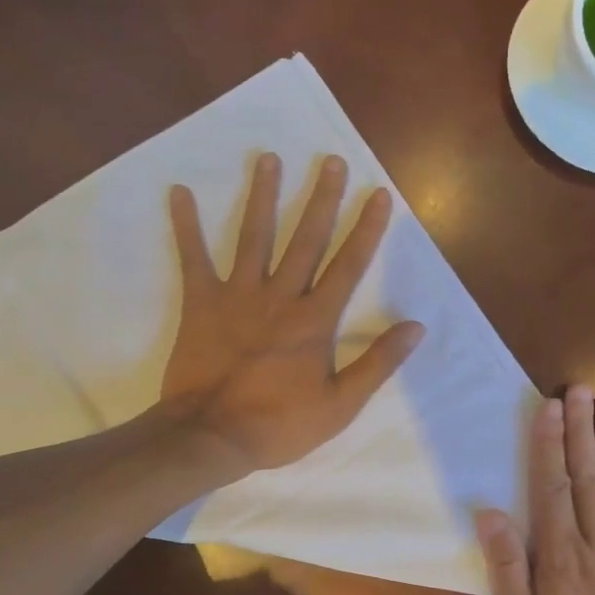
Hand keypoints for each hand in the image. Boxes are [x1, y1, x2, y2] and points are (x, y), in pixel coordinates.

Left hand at [162, 152, 424, 476]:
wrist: (212, 436)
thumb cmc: (279, 425)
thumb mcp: (340, 405)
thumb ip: (377, 362)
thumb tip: (415, 326)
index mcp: (315, 320)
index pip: (348, 265)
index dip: (366, 229)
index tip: (378, 194)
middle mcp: (280, 296)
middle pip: (305, 239)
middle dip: (321, 198)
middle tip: (330, 161)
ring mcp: (238, 295)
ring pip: (254, 236)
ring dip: (263, 196)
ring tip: (268, 158)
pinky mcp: (201, 303)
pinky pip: (193, 258)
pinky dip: (185, 225)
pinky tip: (179, 192)